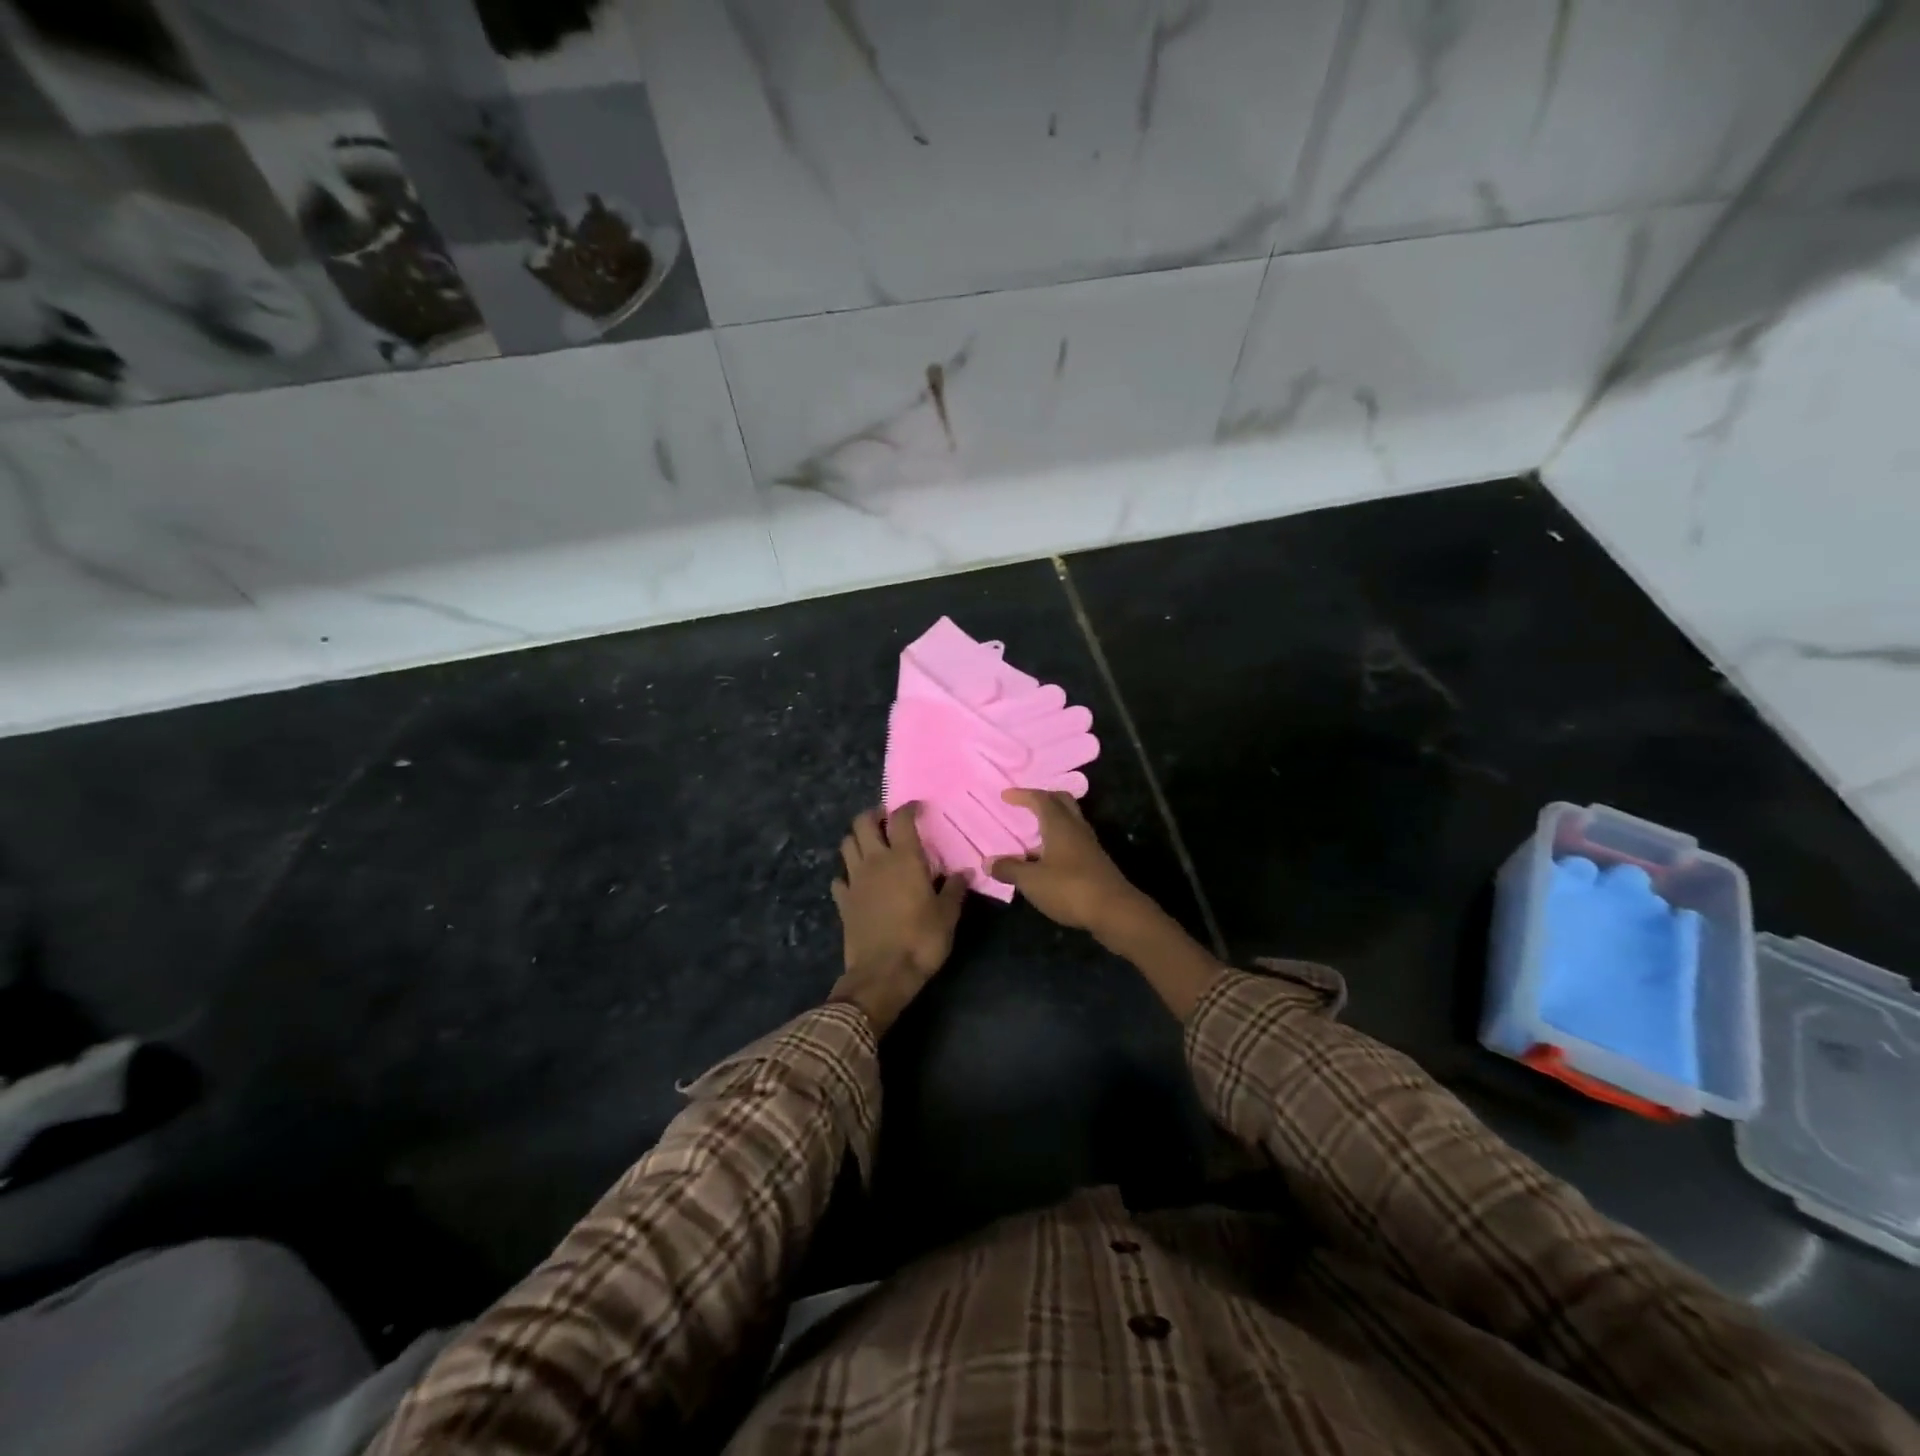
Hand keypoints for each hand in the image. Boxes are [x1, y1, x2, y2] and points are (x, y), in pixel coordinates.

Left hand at [829, 804, 967, 1033]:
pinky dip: (847, 874)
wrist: (882, 974)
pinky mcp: (843, 901)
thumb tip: (965, 872)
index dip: (908, 808)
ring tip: (872, 846)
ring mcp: (855, 880)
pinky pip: (839, 878)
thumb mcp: (947, 915)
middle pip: (863, 822)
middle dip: (874, 815)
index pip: (901, 819)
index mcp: (904, 859)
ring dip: (858, 839)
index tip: (917, 808)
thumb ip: (955, 889)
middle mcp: (876, 861)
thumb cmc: (921, 940)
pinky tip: (857, 881)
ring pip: (847, 844)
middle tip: (887, 821)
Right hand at [990, 789, 1144, 935]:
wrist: (1115, 911)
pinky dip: (1058, 840)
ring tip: (1032, 833)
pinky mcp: (1095, 862)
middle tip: (1025, 804)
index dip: (1022, 795)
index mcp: (1060, 824)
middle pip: (1061, 802)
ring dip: (1051, 821)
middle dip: (1043, 798)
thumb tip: (988, 862)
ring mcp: (1089, 845)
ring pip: (1069, 821)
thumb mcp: (1032, 881)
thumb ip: (1009, 869)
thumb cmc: (1069, 888)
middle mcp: (1077, 828)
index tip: (1006, 795)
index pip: (1040, 799)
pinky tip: (1046, 858)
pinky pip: (1073, 840)